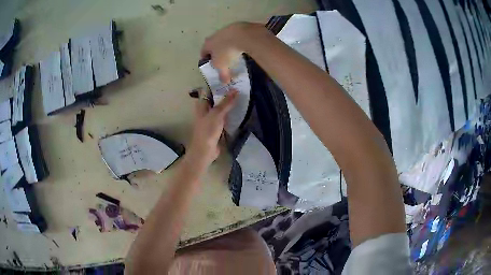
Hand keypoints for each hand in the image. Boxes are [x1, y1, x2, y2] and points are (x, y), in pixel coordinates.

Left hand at [186, 88, 237, 169]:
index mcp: (202, 104)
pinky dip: (231, 113)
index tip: (229, 79)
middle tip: (239, 86)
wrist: (205, 151)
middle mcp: (206, 109)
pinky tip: (240, 109)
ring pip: (221, 107)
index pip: (209, 89)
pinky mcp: (217, 126)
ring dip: (229, 103)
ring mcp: (211, 118)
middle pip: (216, 98)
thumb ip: (226, 102)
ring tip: (242, 95)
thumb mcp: (217, 114)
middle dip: (226, 93)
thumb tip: (235, 90)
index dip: (217, 84)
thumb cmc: (207, 130)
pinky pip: (225, 116)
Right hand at [201, 22, 265, 82]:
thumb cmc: (226, 52)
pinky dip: (236, 41)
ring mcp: (224, 30)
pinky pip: (234, 37)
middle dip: (216, 52)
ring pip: (223, 40)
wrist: (240, 35)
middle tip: (222, 60)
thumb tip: (224, 82)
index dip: (206, 60)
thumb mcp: (223, 66)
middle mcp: (213, 36)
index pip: (203, 53)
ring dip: (226, 46)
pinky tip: (241, 47)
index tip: (210, 65)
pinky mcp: (236, 27)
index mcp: (207, 45)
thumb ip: (223, 75)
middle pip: (212, 45)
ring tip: (233, 54)